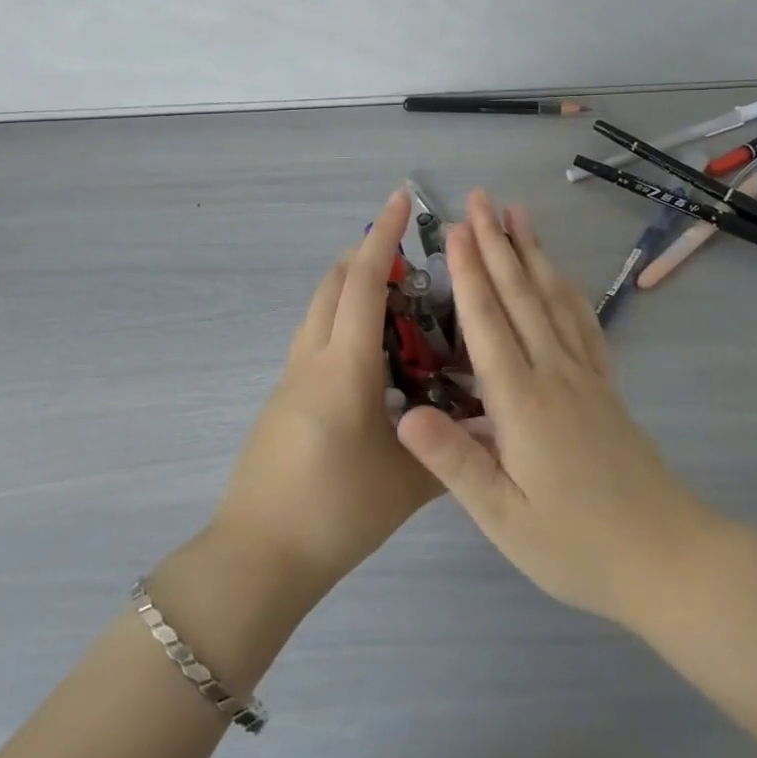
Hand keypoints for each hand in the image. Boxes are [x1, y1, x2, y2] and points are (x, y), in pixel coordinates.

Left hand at [213, 189, 439, 599]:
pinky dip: (341, 320)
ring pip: (319, 309)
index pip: (363, 284)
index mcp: (344, 368)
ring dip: (350, 286)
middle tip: (409, 252)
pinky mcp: (283, 397)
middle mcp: (312, 359)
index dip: (383, 237)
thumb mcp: (407, 484)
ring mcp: (290, 377)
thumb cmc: (335, 514)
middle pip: (333, 284)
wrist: (258, 557)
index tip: (400, 200)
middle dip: (367, 254)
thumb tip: (497, 429)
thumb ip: (455, 450)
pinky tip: (372, 355)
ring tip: (396, 298)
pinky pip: (314, 337)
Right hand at [396, 190, 718, 623]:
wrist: (668, 558)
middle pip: (521, 295)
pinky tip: (561, 274)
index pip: (487, 322)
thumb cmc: (576, 544)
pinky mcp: (605, 387)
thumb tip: (403, 414)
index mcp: (522, 401)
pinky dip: (568, 290)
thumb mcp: (504, 517)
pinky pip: (584, 324)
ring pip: (553, 299)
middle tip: (481, 198)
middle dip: (497, 243)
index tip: (456, 228)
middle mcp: (554, 373)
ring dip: (532, 253)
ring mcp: (585, 375)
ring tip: (518, 214)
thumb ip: (453, 462)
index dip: (469, 272)